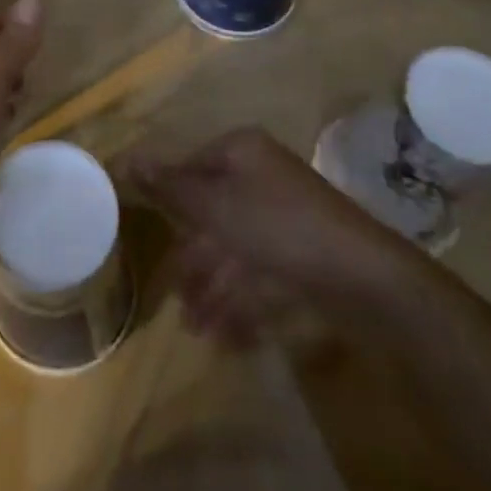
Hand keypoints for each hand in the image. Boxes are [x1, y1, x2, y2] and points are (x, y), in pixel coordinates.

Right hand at [126, 127, 395, 345]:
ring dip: (213, 289)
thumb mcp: (214, 205)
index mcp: (241, 153)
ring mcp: (284, 217)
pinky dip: (241, 303)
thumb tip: (127, 157)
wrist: (364, 278)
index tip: (148, 235)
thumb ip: (170, 186)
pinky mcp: (301, 255)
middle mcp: (261, 177)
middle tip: (175, 298)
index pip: (191, 168)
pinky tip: (226, 337)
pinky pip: (259, 274)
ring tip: (197, 329)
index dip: (169, 201)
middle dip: (191, 260)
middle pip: (212, 213)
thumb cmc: (278, 227)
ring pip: (234, 249)